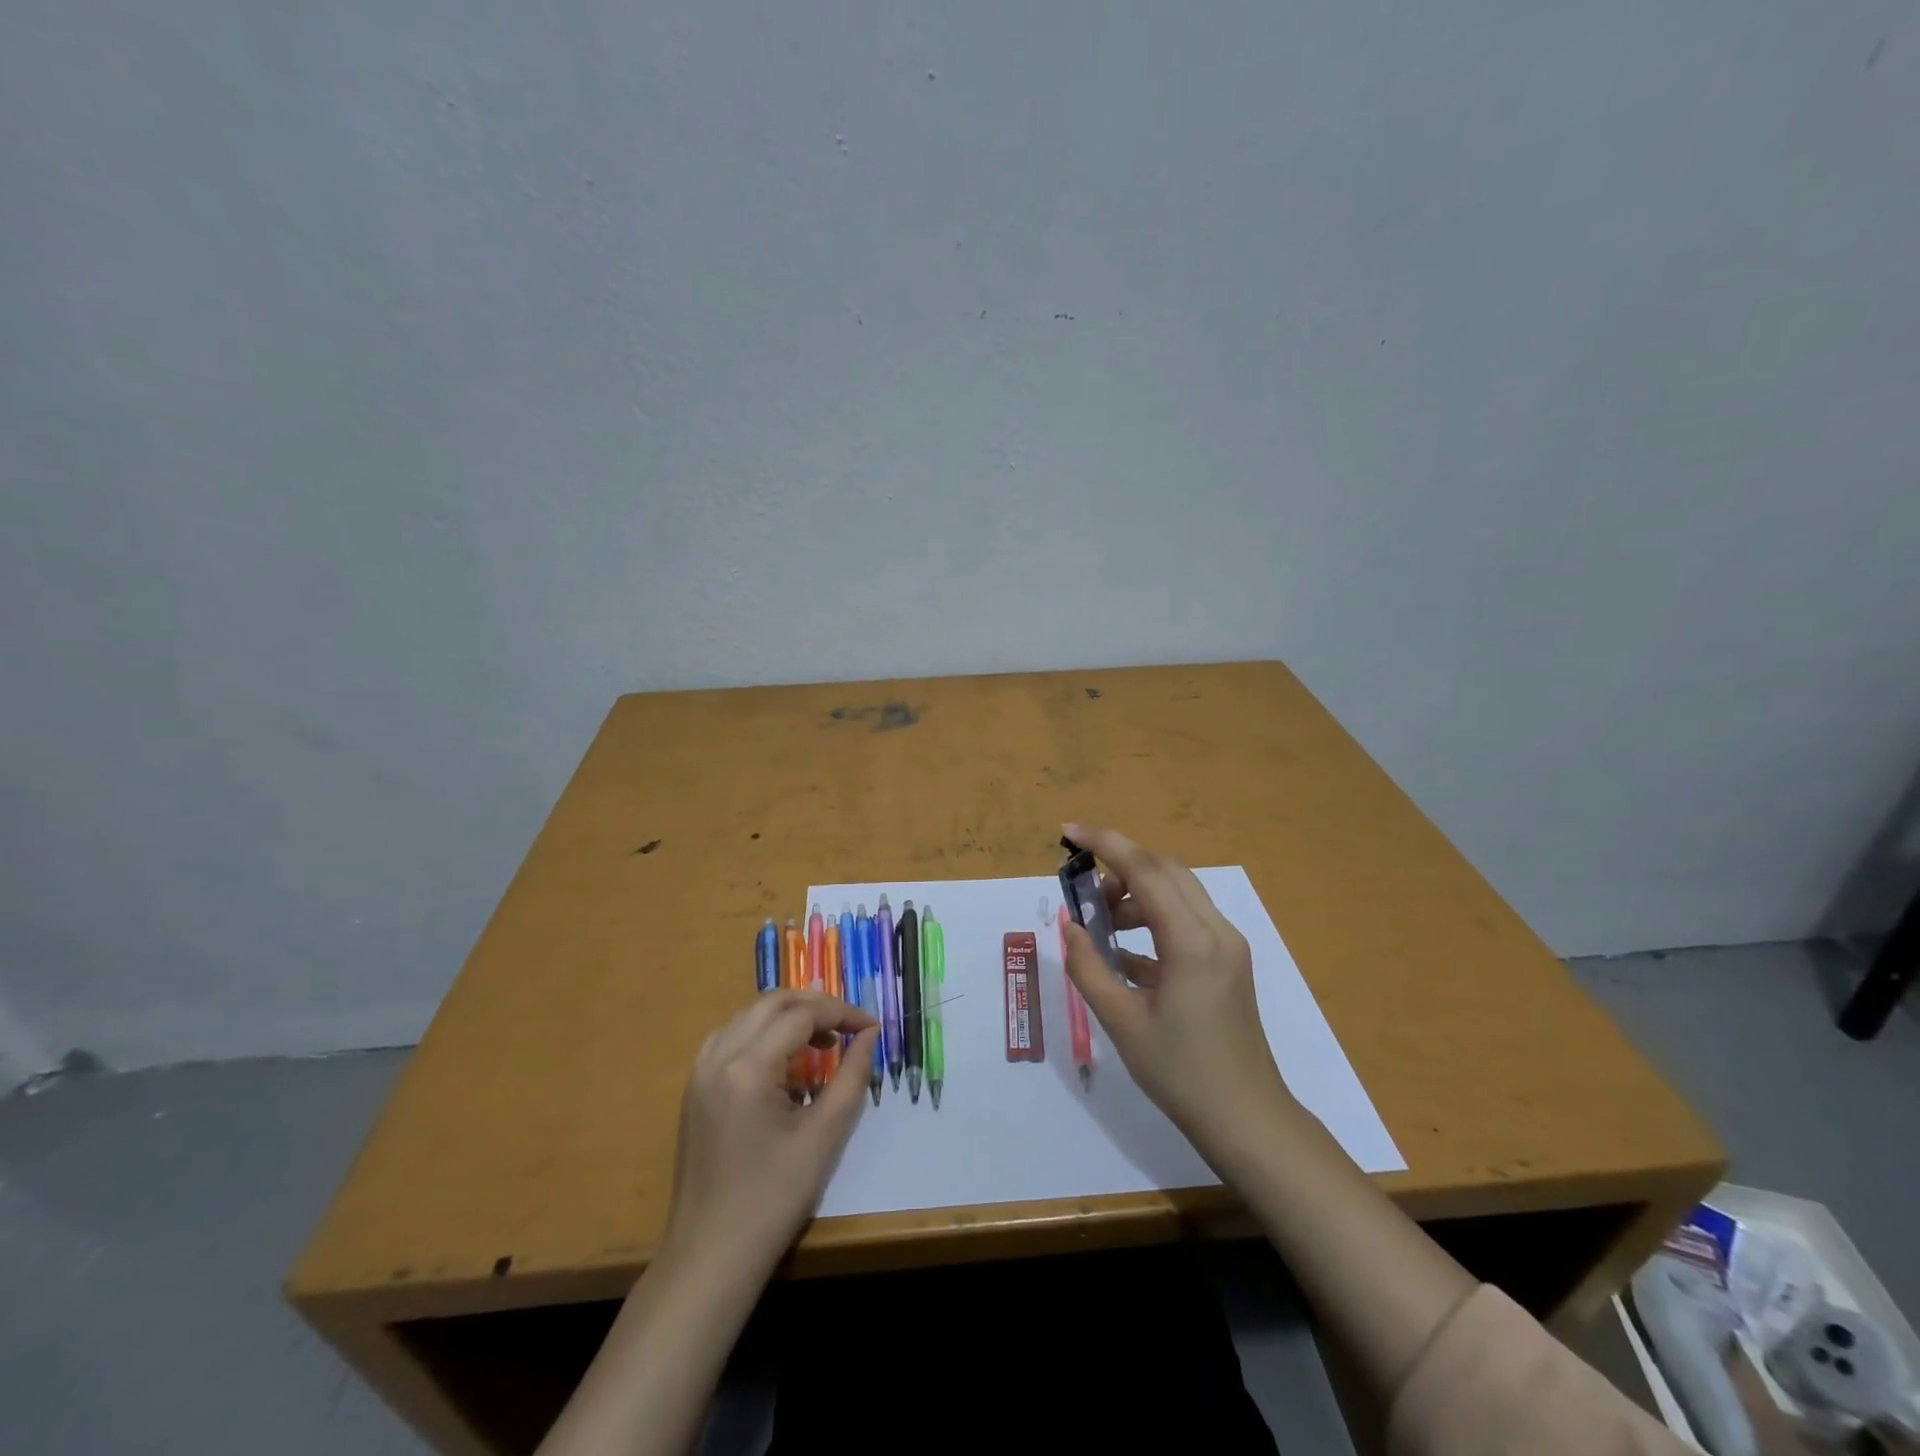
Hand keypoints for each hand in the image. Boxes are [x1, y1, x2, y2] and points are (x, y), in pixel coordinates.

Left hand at [662, 991, 877, 1274]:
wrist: (711, 1256)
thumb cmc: (774, 1199)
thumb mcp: (825, 1136)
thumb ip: (852, 1076)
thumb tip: (869, 1035)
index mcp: (748, 1068)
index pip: (801, 1015)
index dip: (841, 1013)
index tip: (871, 1028)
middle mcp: (718, 1057)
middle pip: (772, 1003)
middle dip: (815, 1004)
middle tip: (848, 1025)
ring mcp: (700, 1071)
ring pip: (749, 1014)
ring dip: (787, 1014)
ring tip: (822, 1038)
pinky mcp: (695, 1088)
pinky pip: (730, 1036)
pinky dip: (761, 1031)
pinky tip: (782, 1057)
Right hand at [1060, 824, 1293, 1155]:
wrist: (1246, 1119)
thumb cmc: (1180, 1073)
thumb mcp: (1121, 1021)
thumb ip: (1088, 966)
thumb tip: (1069, 925)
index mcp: (1191, 941)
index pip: (1145, 870)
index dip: (1104, 843)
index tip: (1067, 832)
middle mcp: (1216, 930)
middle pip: (1165, 870)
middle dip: (1119, 864)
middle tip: (1082, 885)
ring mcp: (1227, 945)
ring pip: (1177, 891)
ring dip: (1136, 892)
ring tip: (1102, 923)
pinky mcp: (1228, 961)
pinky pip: (1186, 918)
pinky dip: (1153, 917)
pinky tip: (1124, 951)